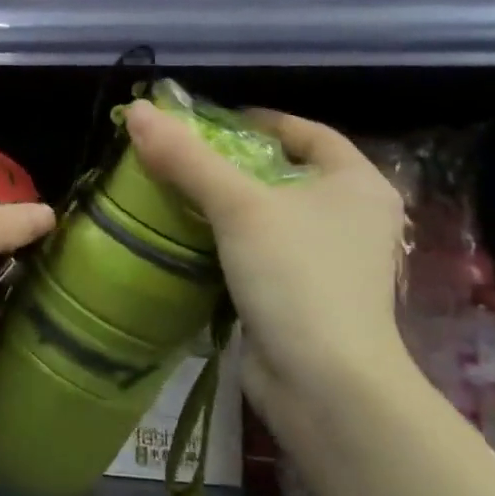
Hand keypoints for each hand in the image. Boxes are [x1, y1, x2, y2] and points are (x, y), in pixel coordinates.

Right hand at [124, 101, 406, 389]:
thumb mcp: (239, 207)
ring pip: (270, 216)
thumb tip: (137, 112)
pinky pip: (261, 253)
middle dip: (232, 165)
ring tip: (173, 194)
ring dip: (225, 206)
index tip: (208, 123)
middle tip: (179, 158)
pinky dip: (228, 243)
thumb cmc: (296, 277)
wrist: (324, 383)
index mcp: (357, 184)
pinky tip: (189, 241)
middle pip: (284, 174)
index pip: (307, 132)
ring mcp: (331, 261)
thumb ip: (187, 158)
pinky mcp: (305, 296)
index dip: (259, 121)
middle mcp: (352, 217)